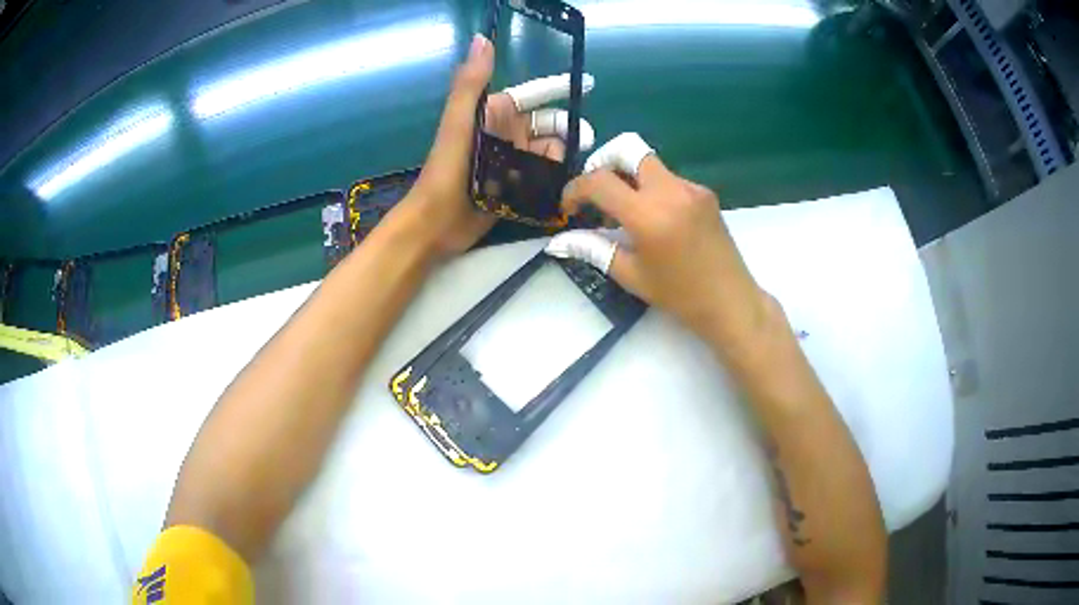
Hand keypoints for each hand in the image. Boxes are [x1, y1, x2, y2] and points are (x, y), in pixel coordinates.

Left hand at [399, 35, 595, 258]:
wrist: (436, 222)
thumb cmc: (447, 170)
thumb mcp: (459, 123)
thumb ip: (471, 83)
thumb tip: (482, 38)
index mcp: (493, 115)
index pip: (533, 96)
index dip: (559, 89)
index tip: (590, 85)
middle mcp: (505, 135)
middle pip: (548, 126)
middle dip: (568, 130)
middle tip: (586, 143)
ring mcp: (511, 161)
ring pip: (550, 152)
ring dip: (563, 157)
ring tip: (571, 169)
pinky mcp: (515, 186)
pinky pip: (544, 176)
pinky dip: (556, 177)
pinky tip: (566, 185)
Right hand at [552, 134, 772, 344]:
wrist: (730, 301)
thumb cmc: (679, 295)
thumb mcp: (630, 275)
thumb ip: (592, 249)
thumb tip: (558, 241)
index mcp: (648, 215)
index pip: (599, 181)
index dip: (575, 189)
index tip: (570, 208)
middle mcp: (671, 191)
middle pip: (628, 149)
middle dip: (603, 162)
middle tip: (596, 191)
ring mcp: (692, 188)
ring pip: (649, 164)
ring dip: (628, 178)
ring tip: (624, 213)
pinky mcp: (704, 192)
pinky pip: (668, 178)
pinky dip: (652, 189)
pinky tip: (654, 219)